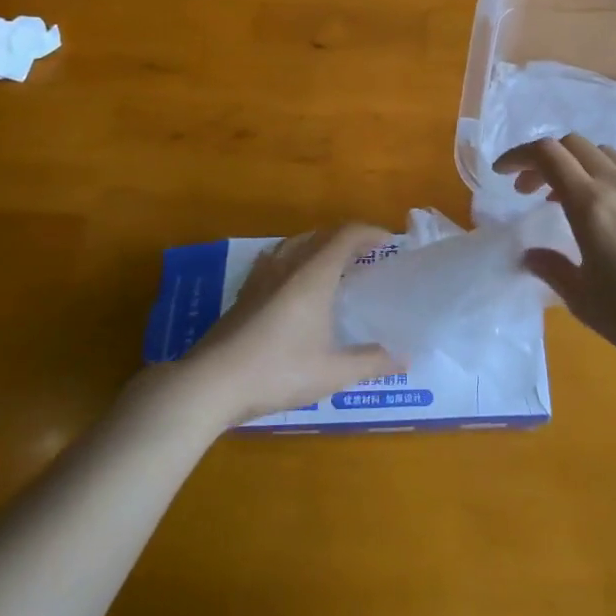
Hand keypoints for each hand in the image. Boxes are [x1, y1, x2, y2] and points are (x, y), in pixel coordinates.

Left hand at [182, 224, 400, 423]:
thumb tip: (404, 359)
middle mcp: (288, 265)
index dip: (370, 232)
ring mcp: (261, 276)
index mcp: (314, 275)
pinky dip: (294, 259)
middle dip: (347, 238)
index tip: (389, 243)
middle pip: (321, 234)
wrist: (211, 383)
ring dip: (319, 245)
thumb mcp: (331, 373)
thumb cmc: (277, 371)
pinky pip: (275, 259)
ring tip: (333, 266)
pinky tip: (292, 283)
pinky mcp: (244, 292)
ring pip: (295, 243)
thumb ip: (370, 363)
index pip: (346, 235)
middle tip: (367, 256)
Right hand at [495, 136, 615, 384]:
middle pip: (575, 145)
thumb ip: (552, 269)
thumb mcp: (586, 302)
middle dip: (545, 159)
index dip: (518, 156)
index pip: (547, 154)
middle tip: (529, 192)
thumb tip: (531, 253)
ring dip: (578, 167)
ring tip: (568, 203)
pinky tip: (611, 217)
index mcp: (592, 206)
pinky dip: (608, 180)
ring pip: (606, 156)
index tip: (501, 175)